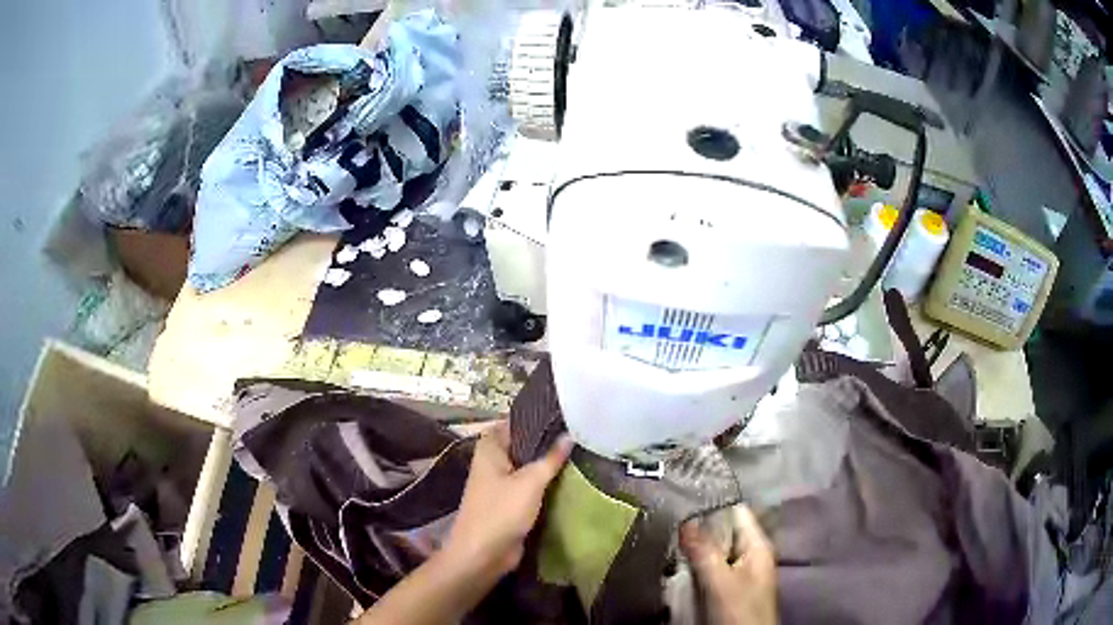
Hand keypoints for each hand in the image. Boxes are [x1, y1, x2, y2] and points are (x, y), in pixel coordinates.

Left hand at [444, 422, 573, 578]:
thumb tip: (569, 435)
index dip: (537, 417)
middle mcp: (494, 462)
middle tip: (580, 431)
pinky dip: (547, 483)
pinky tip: (571, 478)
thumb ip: (550, 458)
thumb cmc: (501, 511)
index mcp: (490, 448)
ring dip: (549, 464)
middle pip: (524, 444)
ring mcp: (502, 483)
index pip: (514, 422)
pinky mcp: (511, 503)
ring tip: (581, 451)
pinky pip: (532, 486)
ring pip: (529, 467)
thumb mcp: (530, 482)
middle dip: (548, 441)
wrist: (482, 554)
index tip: (566, 412)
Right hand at [679, 506, 776, 624]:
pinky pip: (711, 567)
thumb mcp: (720, 582)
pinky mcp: (730, 587)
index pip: (736, 512)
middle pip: (724, 531)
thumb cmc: (739, 610)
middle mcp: (751, 554)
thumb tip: (685, 520)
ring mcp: (741, 571)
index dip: (712, 504)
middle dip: (699, 527)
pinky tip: (678, 564)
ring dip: (695, 547)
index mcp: (757, 545)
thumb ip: (704, 552)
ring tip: (669, 539)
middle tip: (669, 521)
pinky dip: (697, 564)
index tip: (683, 497)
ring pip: (715, 550)